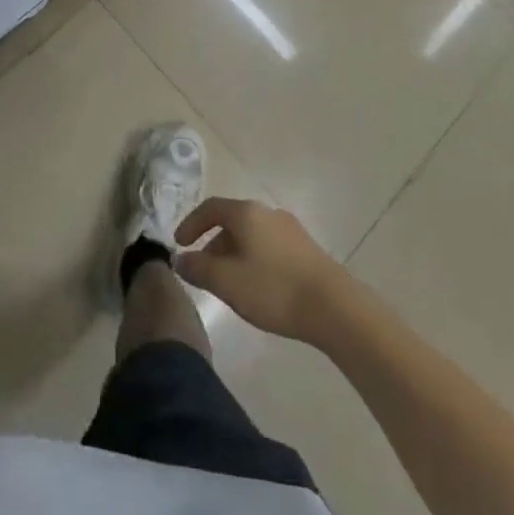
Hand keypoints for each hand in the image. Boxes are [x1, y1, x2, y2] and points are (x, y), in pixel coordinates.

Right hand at [173, 197, 349, 343]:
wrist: (334, 306)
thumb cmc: (274, 289)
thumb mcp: (227, 282)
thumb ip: (199, 269)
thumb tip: (180, 259)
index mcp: (246, 212)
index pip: (210, 208)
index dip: (191, 224)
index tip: (179, 245)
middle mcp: (267, 212)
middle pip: (232, 221)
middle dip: (213, 244)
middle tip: (203, 272)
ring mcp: (290, 229)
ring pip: (251, 235)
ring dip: (234, 254)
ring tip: (229, 284)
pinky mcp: (305, 248)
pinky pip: (269, 246)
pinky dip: (253, 259)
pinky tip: (257, 287)